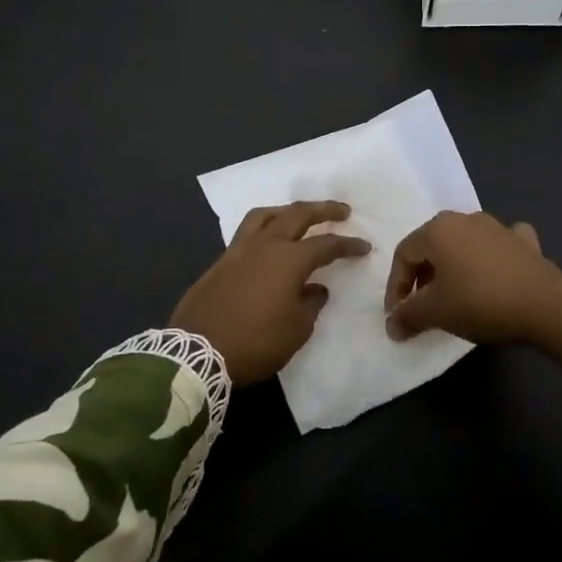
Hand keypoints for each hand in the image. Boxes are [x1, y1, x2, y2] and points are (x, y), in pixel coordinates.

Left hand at [170, 200, 371, 384]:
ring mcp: (239, 250)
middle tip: (341, 210)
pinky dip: (264, 227)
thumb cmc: (255, 342)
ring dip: (288, 211)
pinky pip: (247, 232)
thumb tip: (315, 289)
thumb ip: (311, 304)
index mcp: (289, 259)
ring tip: (299, 215)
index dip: (348, 245)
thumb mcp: (296, 330)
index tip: (364, 246)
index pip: (326, 245)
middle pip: (297, 215)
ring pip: (266, 215)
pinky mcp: (221, 261)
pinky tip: (269, 240)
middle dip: (323, 209)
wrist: (197, 352)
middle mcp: (265, 245)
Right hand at [384, 211, 561, 370]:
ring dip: (453, 268)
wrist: (545, 305)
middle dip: (422, 277)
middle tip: (421, 307)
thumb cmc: (480, 302)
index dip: (396, 287)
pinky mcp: (524, 242)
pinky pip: (498, 246)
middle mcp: (465, 219)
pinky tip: (495, 274)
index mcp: (438, 230)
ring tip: (453, 296)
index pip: (404, 255)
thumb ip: (408, 315)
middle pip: (432, 246)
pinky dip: (490, 259)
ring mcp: (498, 227)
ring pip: (464, 244)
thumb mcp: (437, 312)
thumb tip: (391, 325)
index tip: (398, 316)